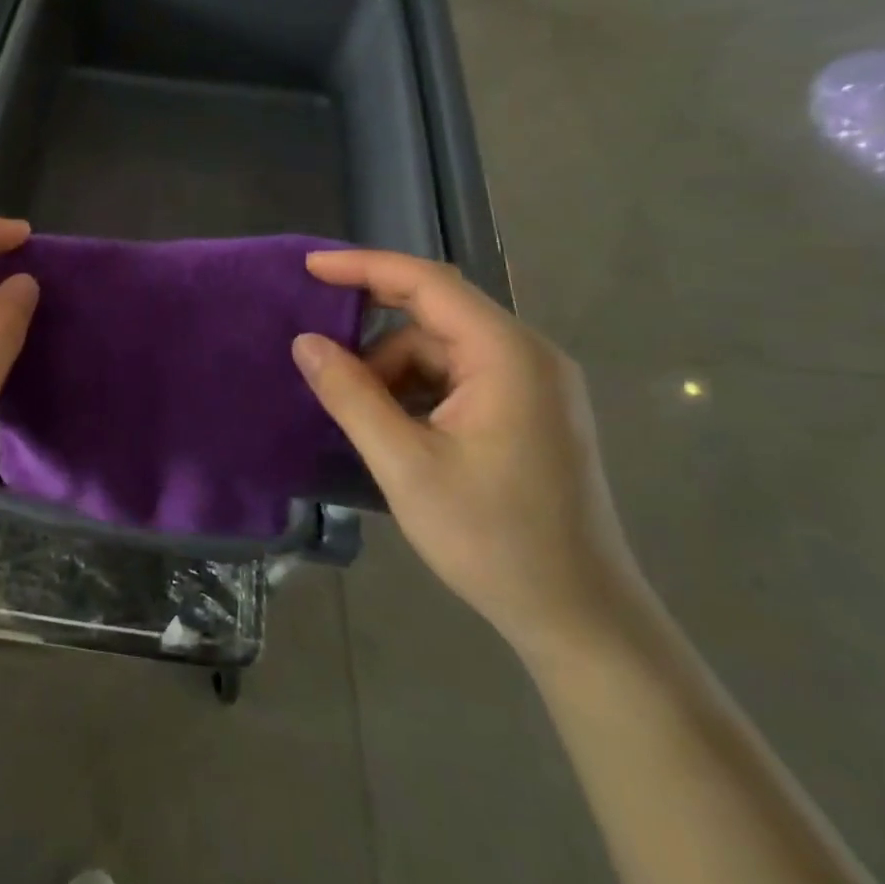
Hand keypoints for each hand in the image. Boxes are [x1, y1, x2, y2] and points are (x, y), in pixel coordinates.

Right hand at [293, 251, 647, 658]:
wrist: (579, 616)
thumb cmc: (492, 538)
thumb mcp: (405, 465)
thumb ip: (351, 396)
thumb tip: (305, 343)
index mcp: (507, 356)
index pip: (428, 283)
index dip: (364, 267)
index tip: (309, 267)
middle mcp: (528, 356)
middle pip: (435, 316)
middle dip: (373, 334)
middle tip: (318, 352)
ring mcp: (533, 385)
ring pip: (442, 353)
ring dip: (393, 374)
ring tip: (362, 421)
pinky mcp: (529, 413)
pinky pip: (459, 379)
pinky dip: (417, 393)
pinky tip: (395, 431)